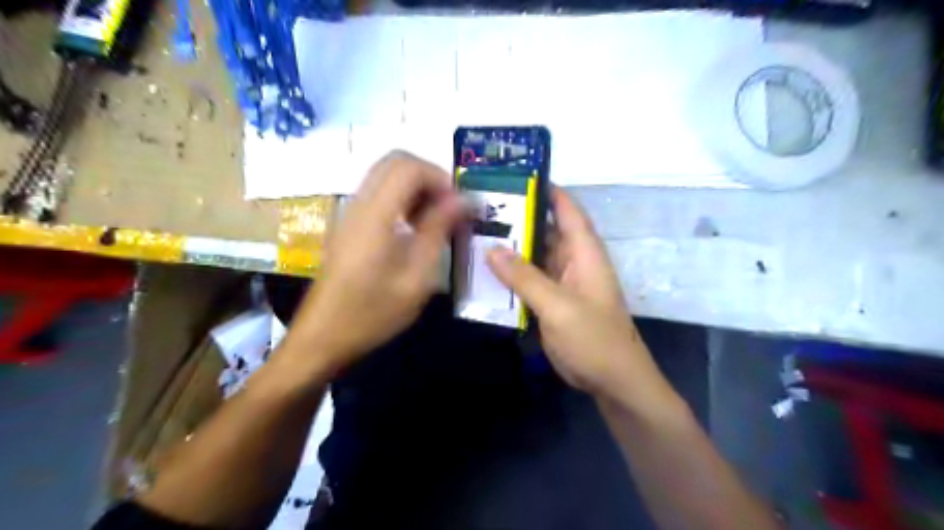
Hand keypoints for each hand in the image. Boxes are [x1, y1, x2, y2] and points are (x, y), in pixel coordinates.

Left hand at [286, 151, 466, 375]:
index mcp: (375, 215)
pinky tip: (415, 231)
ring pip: (386, 176)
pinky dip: (403, 200)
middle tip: (449, 209)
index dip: (440, 177)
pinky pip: (379, 194)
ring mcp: (350, 213)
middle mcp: (359, 204)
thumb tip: (464, 200)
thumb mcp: (416, 278)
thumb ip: (439, 230)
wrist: (322, 337)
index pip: (408, 166)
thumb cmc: (372, 314)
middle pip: (395, 162)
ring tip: (436, 222)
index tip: (459, 206)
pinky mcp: (348, 225)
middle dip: (430, 178)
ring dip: (416, 189)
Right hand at [487, 188, 670, 407]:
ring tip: (474, 236)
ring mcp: (561, 283)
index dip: (546, 191)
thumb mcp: (559, 306)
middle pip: (544, 232)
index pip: (567, 211)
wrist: (612, 381)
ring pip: (533, 257)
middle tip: (480, 209)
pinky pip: (528, 281)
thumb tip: (492, 249)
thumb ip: (525, 278)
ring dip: (510, 250)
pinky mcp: (552, 302)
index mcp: (584, 253)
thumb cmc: (594, 339)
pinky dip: (510, 276)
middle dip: (517, 221)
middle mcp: (572, 262)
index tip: (515, 179)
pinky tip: (484, 273)